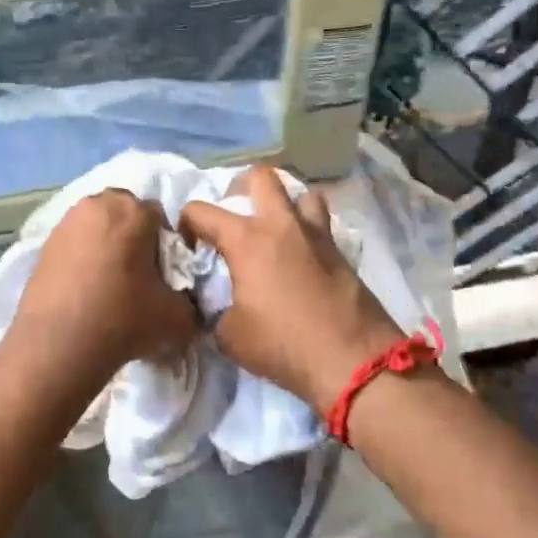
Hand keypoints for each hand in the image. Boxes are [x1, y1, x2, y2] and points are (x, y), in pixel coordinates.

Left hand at [3, 190, 198, 396]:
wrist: (57, 346)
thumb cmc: (123, 319)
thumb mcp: (177, 317)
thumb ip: (189, 302)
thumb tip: (184, 302)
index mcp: (134, 210)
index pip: (161, 217)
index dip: (166, 246)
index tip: (164, 275)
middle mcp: (98, 205)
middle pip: (125, 214)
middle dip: (134, 237)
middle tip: (137, 275)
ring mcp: (66, 222)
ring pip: (97, 227)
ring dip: (106, 245)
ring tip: (108, 284)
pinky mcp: (43, 244)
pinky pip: (74, 244)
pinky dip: (82, 258)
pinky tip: (84, 290)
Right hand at [179, 167, 404, 415]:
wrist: (350, 360)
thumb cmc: (282, 344)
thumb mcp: (229, 335)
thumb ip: (215, 310)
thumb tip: (217, 305)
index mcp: (246, 240)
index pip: (201, 210)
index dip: (187, 223)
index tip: (190, 246)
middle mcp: (281, 225)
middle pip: (261, 177)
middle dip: (241, 188)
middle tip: (236, 216)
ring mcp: (316, 234)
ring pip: (303, 194)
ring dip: (287, 205)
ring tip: (277, 230)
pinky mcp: (341, 252)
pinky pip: (322, 225)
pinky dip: (308, 231)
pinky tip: (302, 258)